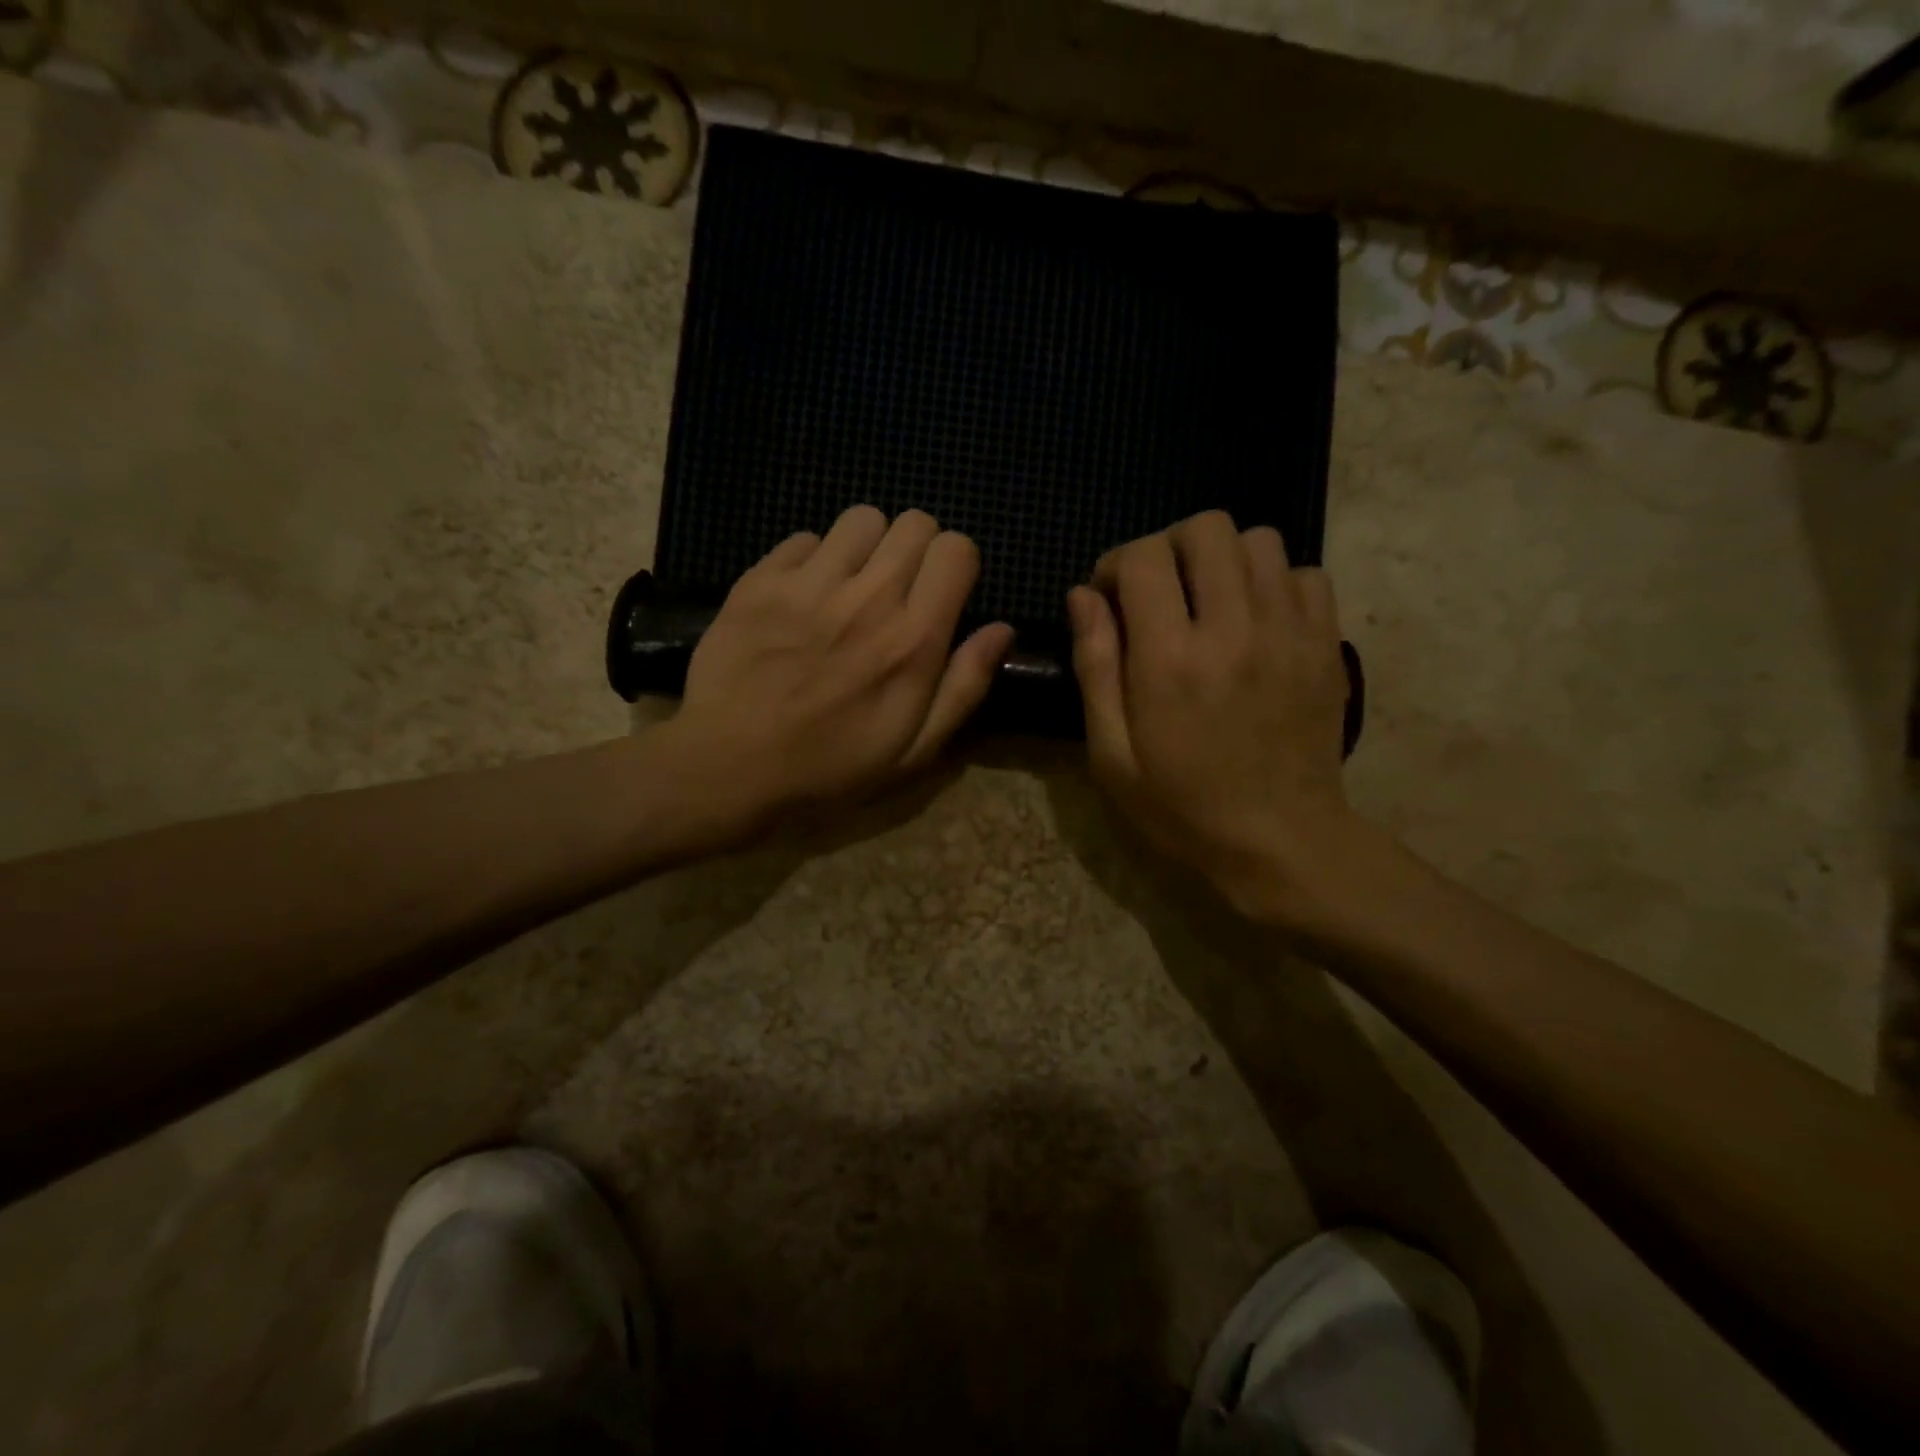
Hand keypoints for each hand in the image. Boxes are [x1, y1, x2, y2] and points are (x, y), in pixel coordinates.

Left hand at [667, 506, 1013, 830]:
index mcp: (913, 639)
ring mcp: (810, 584)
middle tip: (898, 589)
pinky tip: (802, 597)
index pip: (957, 550)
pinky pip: (803, 537)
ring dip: (867, 547)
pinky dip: (812, 560)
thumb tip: (1002, 629)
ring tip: (850, 585)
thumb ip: (965, 686)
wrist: (731, 766)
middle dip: (917, 549)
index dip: (956, 565)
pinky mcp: (761, 580)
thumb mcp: (915, 750)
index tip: (942, 593)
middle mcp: (868, 598)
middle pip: (914, 523)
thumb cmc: (831, 767)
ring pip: (861, 519)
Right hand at [1067, 510, 1362, 924]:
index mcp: (1170, 658)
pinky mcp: (1325, 644)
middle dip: (1169, 548)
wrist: (1279, 841)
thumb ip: (1095, 666)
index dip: (1116, 564)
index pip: (1144, 557)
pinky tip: (1256, 621)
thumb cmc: (1180, 805)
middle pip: (1206, 528)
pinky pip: (1305, 573)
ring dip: (1222, 560)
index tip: (1110, 598)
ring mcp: (1288, 631)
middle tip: (1158, 592)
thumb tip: (1084, 596)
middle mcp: (1233, 628)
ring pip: (1259, 540)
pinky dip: (1273, 582)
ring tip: (1209, 602)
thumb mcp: (1111, 753)